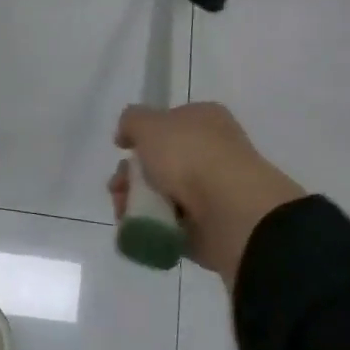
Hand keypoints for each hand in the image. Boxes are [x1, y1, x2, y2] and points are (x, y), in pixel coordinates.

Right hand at [109, 103, 306, 287]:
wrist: (232, 212)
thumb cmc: (190, 155)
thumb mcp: (148, 123)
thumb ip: (131, 120)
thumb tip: (127, 134)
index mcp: (205, 120)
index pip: (169, 122)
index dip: (142, 135)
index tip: (122, 149)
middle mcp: (213, 152)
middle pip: (161, 162)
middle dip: (131, 176)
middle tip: (117, 188)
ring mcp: (214, 192)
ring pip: (163, 195)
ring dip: (137, 202)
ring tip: (123, 212)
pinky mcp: (211, 228)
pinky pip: (173, 225)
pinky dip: (152, 227)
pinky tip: (136, 228)